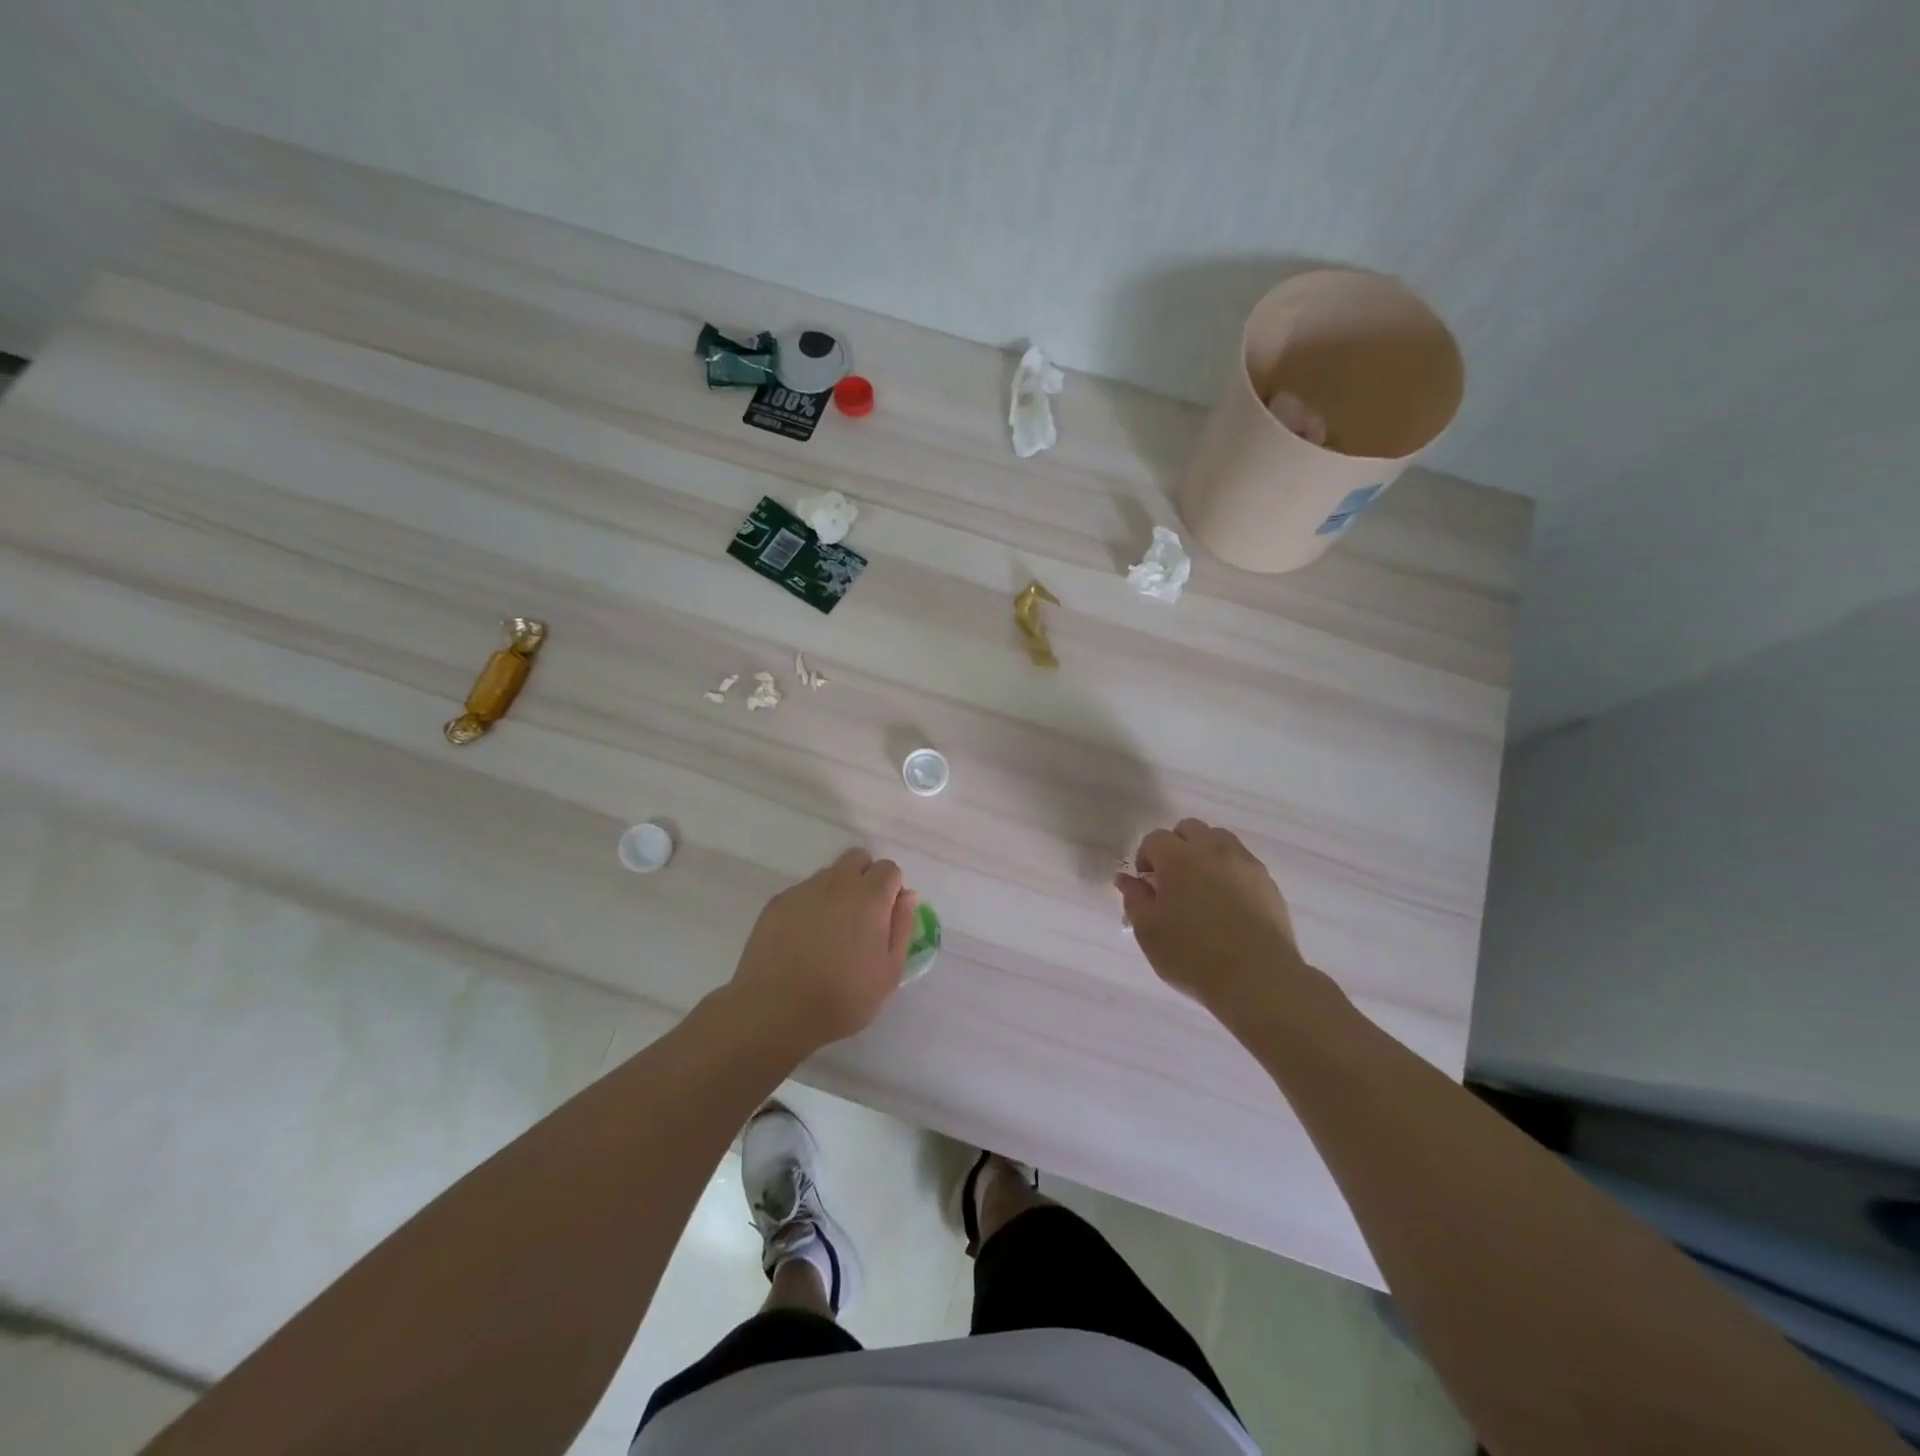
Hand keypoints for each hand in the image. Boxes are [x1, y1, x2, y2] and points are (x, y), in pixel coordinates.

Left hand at [728, 848, 919, 1053]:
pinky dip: (810, 905)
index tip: (885, 917)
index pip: (889, 869)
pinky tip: (803, 938)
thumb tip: (907, 895)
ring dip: (837, 891)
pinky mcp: (777, 903)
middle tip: (862, 916)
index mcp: (869, 897)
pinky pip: (802, 891)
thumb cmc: (842, 998)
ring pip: (829, 874)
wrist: (775, 1011)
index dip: (891, 890)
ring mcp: (803, 890)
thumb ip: (902, 926)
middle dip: (865, 878)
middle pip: (857, 859)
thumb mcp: (889, 972)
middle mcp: (837, 883)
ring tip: (829, 931)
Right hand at [1116, 818, 1305, 1010]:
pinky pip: (1241, 861)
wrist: (1257, 979)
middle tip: (1172, 881)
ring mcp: (1244, 862)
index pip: (1154, 839)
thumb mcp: (1149, 932)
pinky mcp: (1267, 881)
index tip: (1147, 886)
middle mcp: (1212, 849)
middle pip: (1189, 829)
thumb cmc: (1193, 955)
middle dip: (1176, 847)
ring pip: (1219, 839)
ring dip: (1204, 853)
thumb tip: (1126, 879)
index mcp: (1177, 857)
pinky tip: (1228, 903)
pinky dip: (1229, 871)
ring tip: (1202, 888)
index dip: (1145, 858)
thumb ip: (1134, 898)